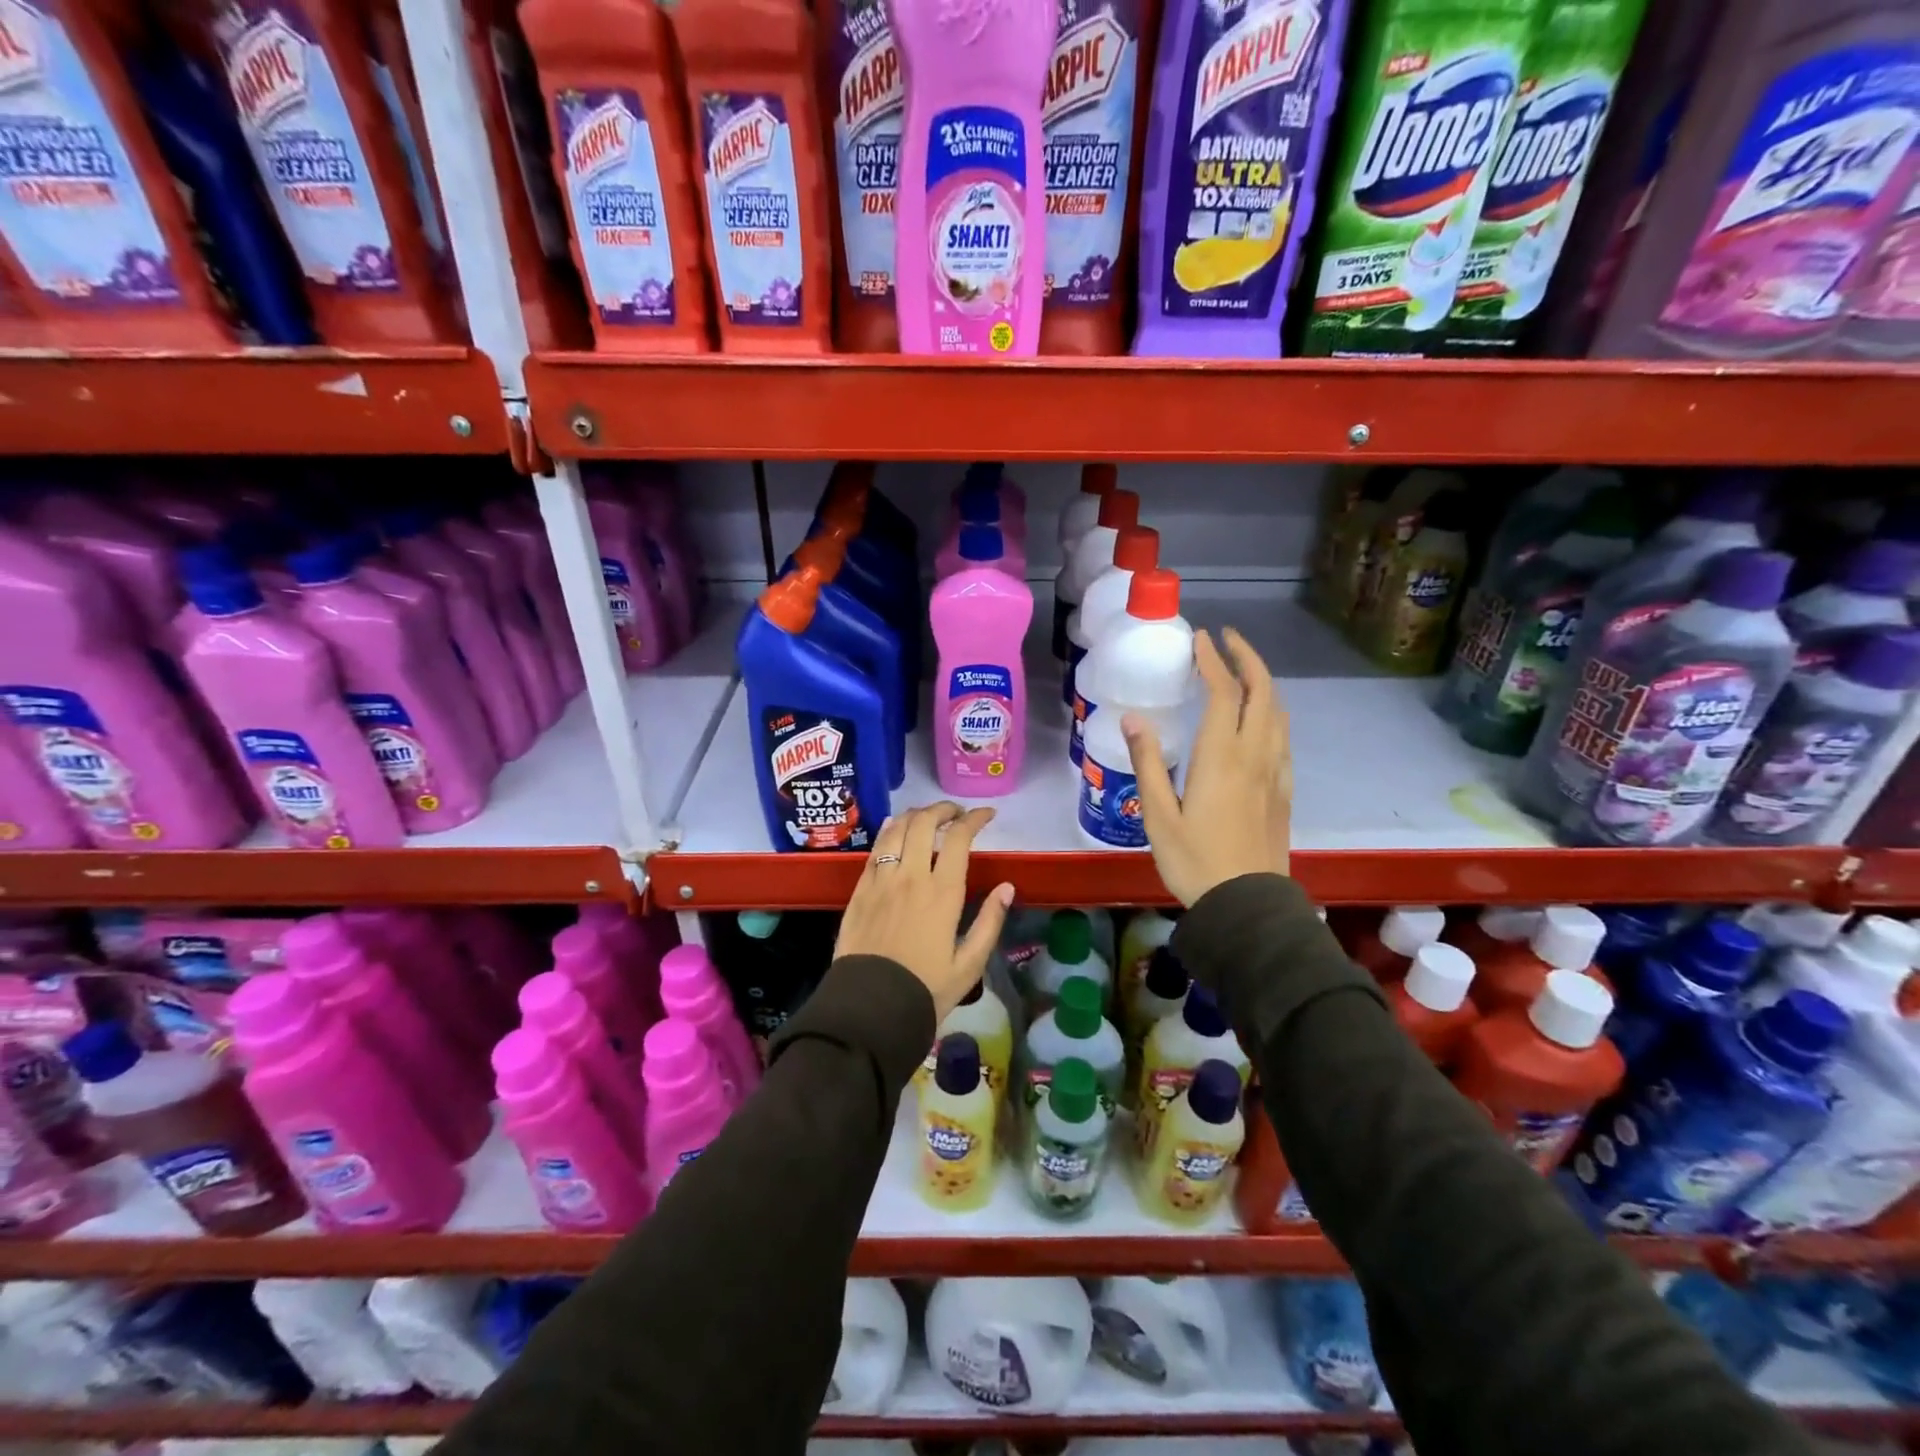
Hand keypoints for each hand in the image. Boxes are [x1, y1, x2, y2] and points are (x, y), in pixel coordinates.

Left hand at [835, 802, 1015, 1024]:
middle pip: (924, 823)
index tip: (986, 814)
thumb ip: (989, 922)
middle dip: (943, 810)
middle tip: (956, 814)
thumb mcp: (969, 965)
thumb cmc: (925, 990)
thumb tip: (1007, 887)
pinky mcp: (859, 891)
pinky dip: (888, 832)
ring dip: (915, 815)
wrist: (870, 1009)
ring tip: (927, 817)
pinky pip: (874, 850)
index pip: (959, 838)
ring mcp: (881, 881)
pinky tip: (894, 829)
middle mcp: (910, 877)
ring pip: (896, 830)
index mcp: (942, 893)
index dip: (974, 818)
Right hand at [1124, 628, 1290, 906]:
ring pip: (1279, 712)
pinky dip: (1272, 712)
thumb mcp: (1159, 816)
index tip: (1200, 638)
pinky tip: (1259, 720)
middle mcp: (1256, 756)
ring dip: (1262, 682)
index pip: (1224, 693)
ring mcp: (1275, 773)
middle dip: (1247, 658)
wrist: (1247, 905)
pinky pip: (1283, 737)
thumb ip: (1148, 764)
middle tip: (1226, 640)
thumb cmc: (1195, 861)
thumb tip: (1134, 719)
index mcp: (1222, 758)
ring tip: (1241, 672)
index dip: (1212, 661)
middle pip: (1263, 692)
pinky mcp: (1284, 791)